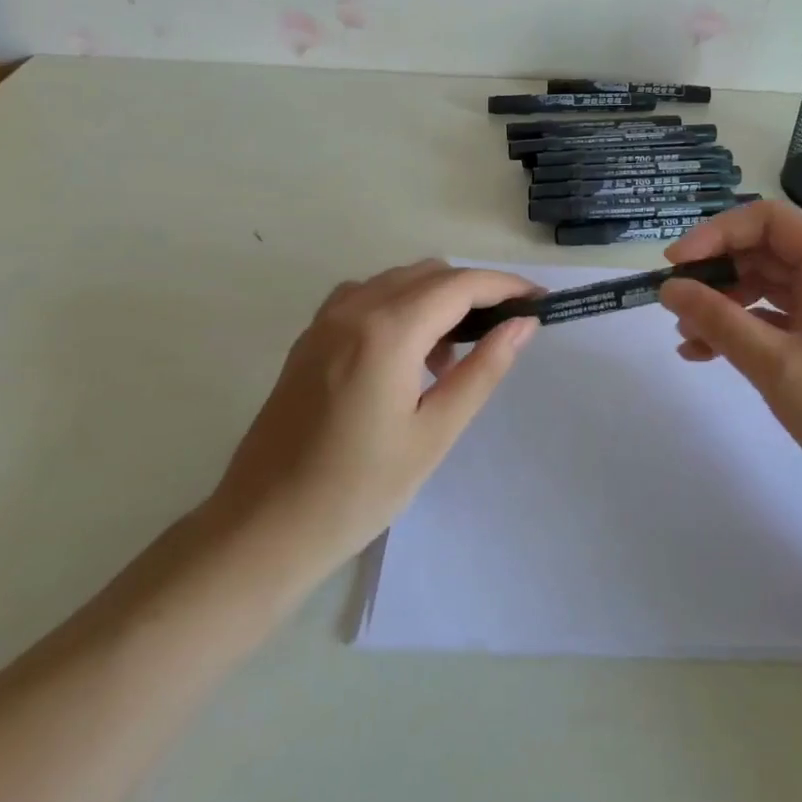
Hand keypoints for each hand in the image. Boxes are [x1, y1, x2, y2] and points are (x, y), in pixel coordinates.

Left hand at [206, 261, 539, 577]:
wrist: (262, 527)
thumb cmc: (357, 490)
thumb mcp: (433, 433)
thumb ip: (482, 370)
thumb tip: (522, 324)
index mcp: (387, 331)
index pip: (460, 285)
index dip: (505, 286)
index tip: (539, 300)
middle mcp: (354, 309)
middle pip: (429, 274)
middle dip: (474, 290)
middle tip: (505, 329)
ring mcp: (325, 320)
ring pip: (397, 281)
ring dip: (436, 298)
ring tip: (452, 356)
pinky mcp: (310, 338)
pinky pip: (366, 298)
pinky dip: (400, 307)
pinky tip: (406, 355)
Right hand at [658, 201, 801, 522]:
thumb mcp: (776, 365)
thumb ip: (718, 320)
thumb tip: (669, 289)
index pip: (766, 220)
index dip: (715, 234)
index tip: (674, 265)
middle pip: (763, 252)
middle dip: (715, 274)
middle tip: (673, 304)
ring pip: (765, 287)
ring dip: (723, 306)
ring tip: (685, 337)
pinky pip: (776, 319)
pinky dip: (742, 330)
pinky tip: (705, 354)